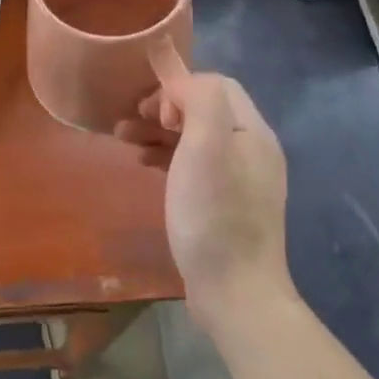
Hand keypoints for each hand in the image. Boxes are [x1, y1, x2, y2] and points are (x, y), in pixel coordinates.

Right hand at [116, 72, 290, 331]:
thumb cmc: (214, 217)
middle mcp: (253, 150)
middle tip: (128, 123)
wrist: (236, 293)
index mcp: (252, 132)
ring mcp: (242, 180)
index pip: (216, 85)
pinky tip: (146, 166)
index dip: (178, 87)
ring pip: (198, 138)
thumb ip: (200, 101)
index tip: (150, 113)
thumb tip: (181, 86)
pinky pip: (196, 165)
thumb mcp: (207, 148)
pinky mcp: (228, 206)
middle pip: (206, 109)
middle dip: (164, 108)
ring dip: (161, 132)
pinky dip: (169, 157)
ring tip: (125, 141)